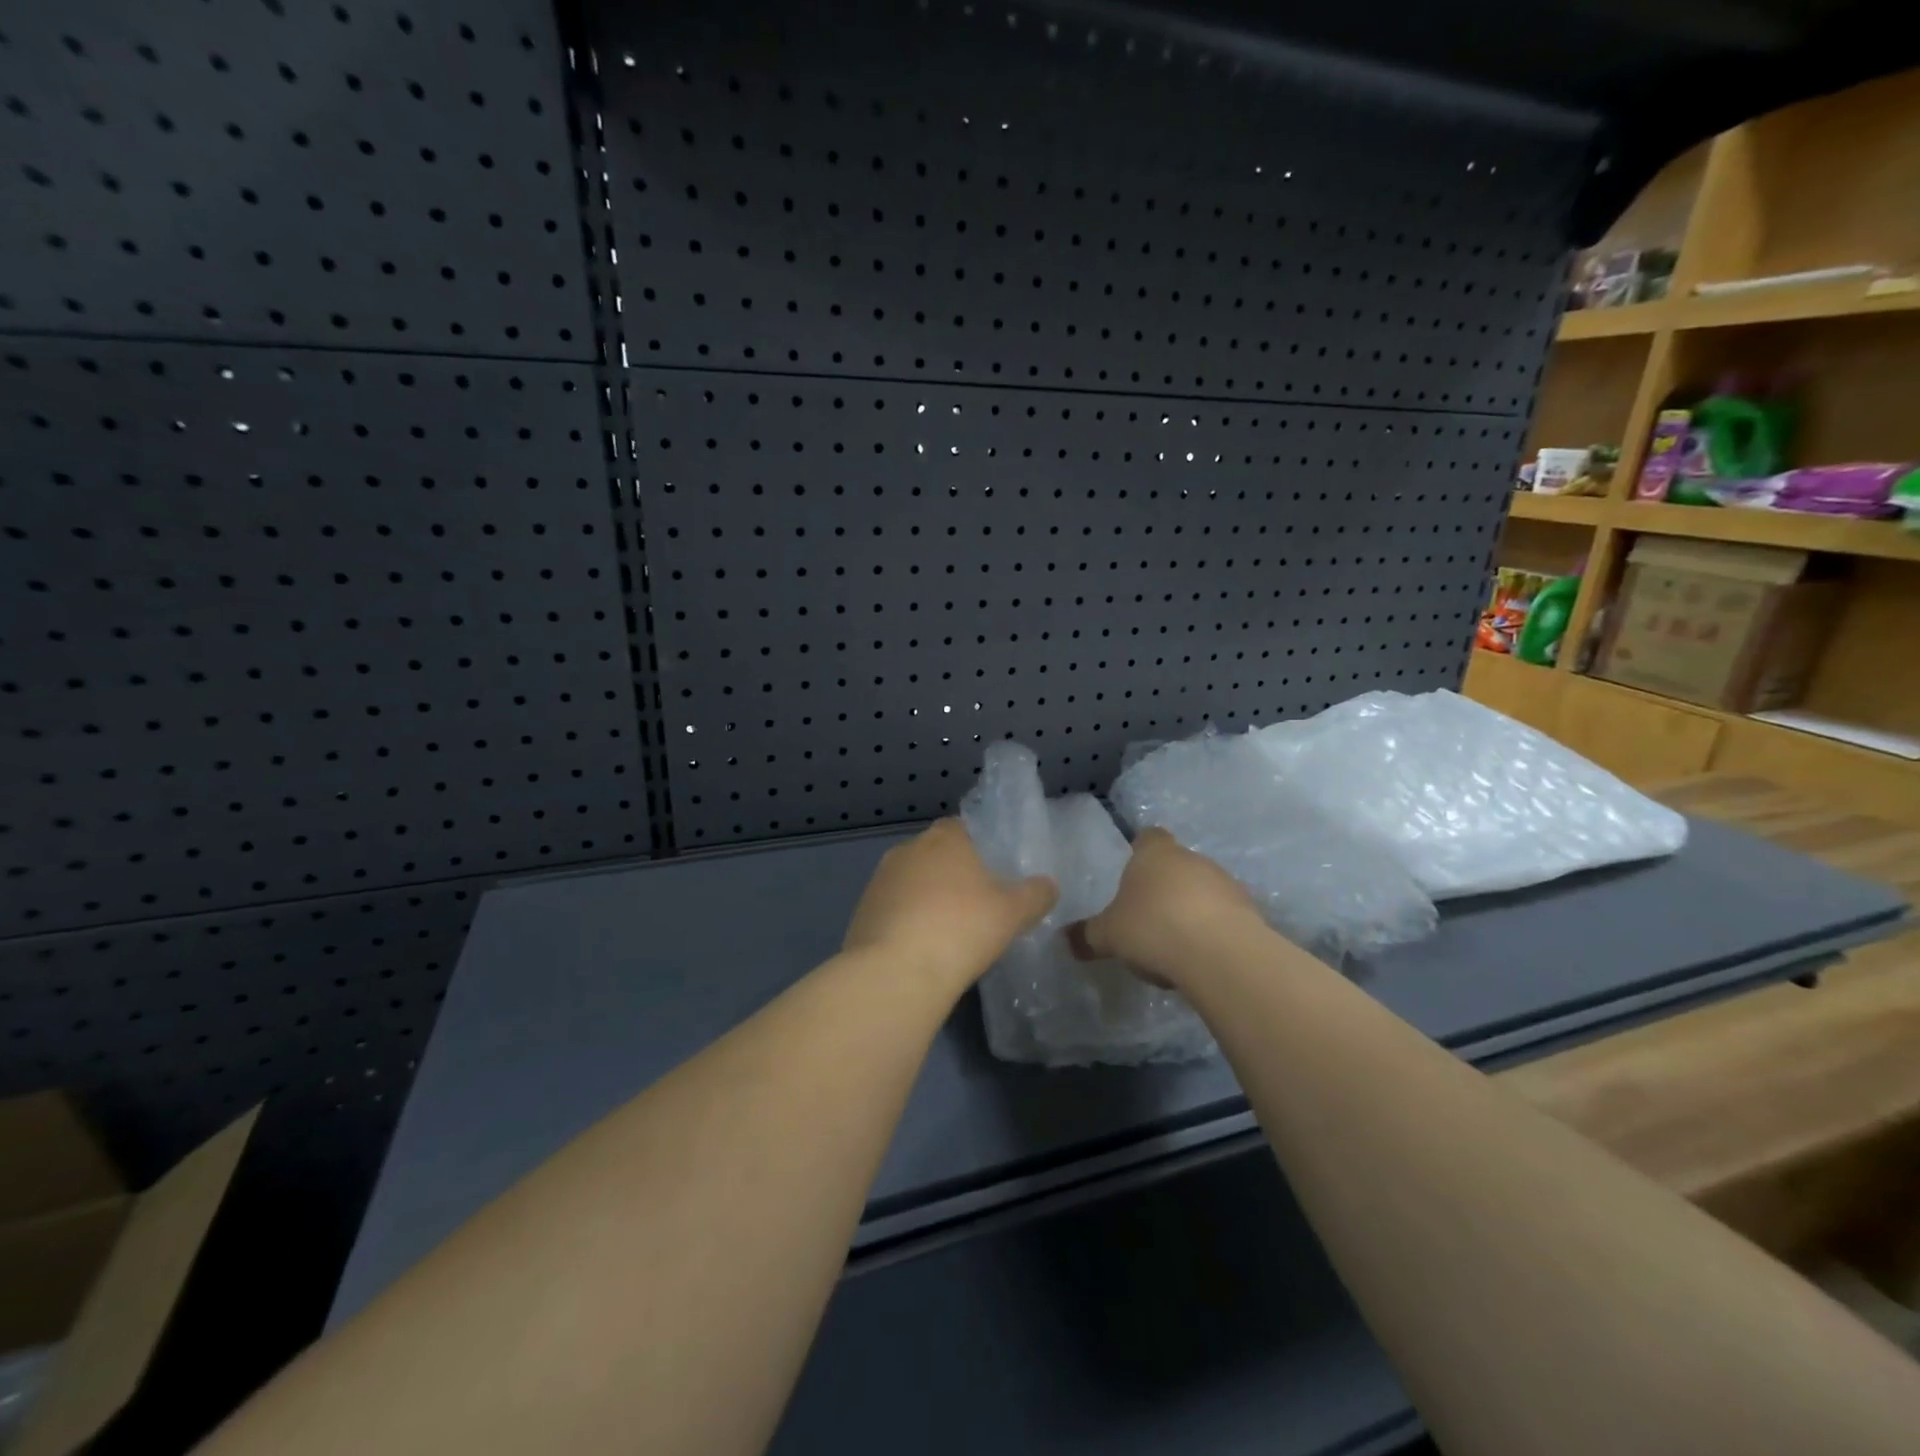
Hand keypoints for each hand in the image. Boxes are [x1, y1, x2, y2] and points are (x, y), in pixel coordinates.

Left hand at [843, 819, 1057, 993]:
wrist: (896, 972)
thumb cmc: (962, 929)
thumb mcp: (1014, 913)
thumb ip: (1036, 895)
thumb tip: (1048, 885)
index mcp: (945, 838)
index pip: (964, 828)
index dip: (980, 848)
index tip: (994, 873)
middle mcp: (908, 849)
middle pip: (936, 855)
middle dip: (953, 874)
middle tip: (977, 905)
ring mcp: (880, 879)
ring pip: (912, 882)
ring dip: (927, 899)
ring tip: (949, 932)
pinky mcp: (862, 911)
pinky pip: (893, 909)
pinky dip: (907, 922)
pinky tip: (921, 949)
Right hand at [1068, 828, 1265, 987]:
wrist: (1221, 954)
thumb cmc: (1153, 928)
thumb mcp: (1109, 936)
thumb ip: (1087, 935)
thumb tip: (1064, 938)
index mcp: (1155, 854)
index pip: (1148, 837)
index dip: (1141, 849)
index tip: (1133, 869)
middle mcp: (1192, 859)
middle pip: (1177, 864)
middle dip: (1165, 886)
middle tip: (1147, 915)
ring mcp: (1225, 883)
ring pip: (1203, 889)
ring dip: (1191, 908)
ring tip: (1175, 941)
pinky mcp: (1249, 912)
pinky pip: (1224, 915)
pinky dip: (1212, 929)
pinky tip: (1200, 956)